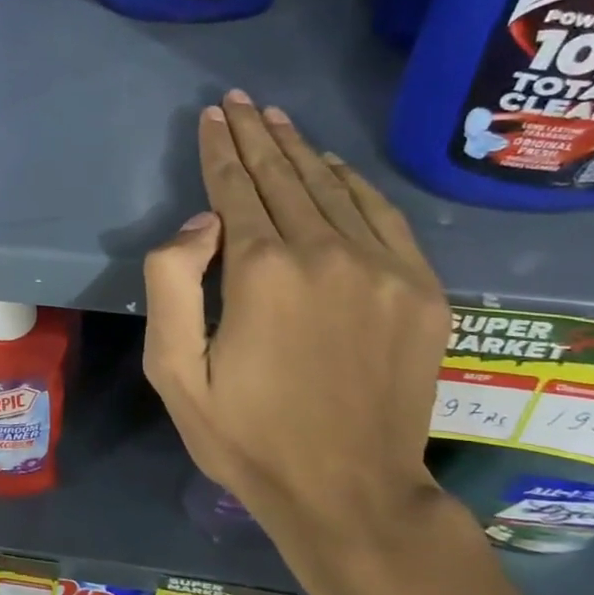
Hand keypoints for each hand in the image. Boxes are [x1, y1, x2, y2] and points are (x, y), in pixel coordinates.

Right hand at [142, 91, 451, 594]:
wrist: (350, 494)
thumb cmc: (247, 436)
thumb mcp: (174, 372)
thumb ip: (171, 284)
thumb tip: (200, 221)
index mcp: (262, 272)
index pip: (235, 189)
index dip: (219, 149)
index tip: (211, 116)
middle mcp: (326, 254)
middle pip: (284, 177)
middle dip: (255, 134)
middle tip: (238, 100)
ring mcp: (383, 269)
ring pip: (332, 188)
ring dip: (299, 150)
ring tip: (276, 119)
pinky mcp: (422, 291)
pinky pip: (384, 216)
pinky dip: (354, 184)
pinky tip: (333, 166)